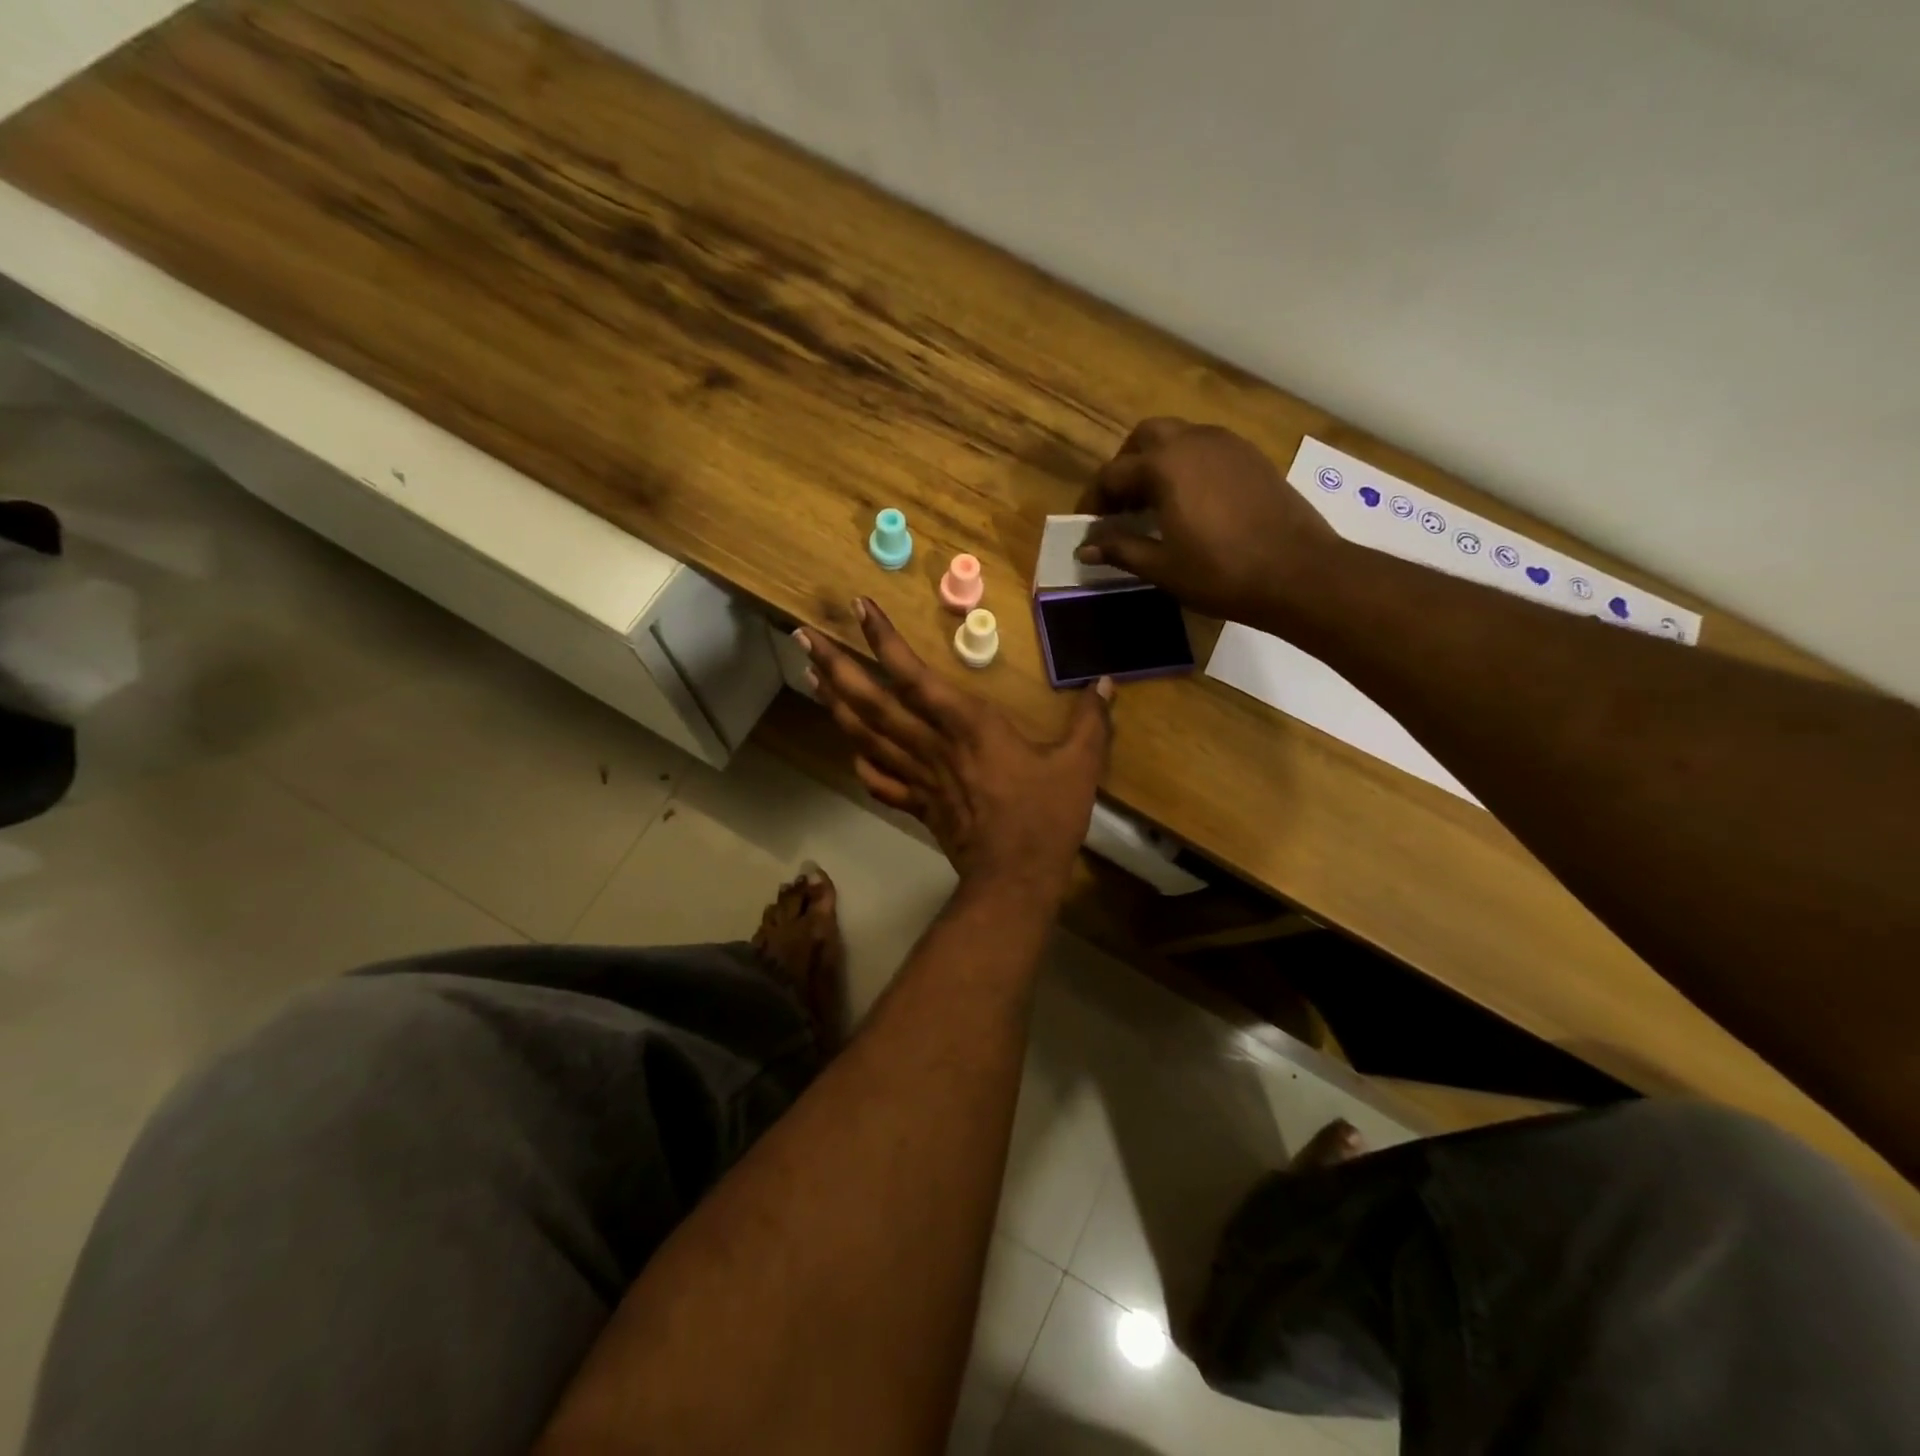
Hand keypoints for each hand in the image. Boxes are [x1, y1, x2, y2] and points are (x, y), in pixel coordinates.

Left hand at [797, 599, 1112, 903]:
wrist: (1015, 878)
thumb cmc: (1045, 816)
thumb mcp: (1080, 764)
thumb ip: (1091, 720)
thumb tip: (1106, 682)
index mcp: (967, 725)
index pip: (915, 674)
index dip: (884, 639)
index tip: (857, 608)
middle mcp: (932, 744)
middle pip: (872, 702)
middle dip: (835, 666)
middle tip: (802, 637)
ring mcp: (919, 776)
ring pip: (866, 735)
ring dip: (835, 703)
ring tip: (810, 675)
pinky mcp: (917, 804)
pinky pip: (880, 779)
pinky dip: (862, 760)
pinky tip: (850, 747)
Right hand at [1074, 418, 1340, 626]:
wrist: (1298, 572)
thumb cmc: (1221, 573)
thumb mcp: (1162, 567)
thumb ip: (1120, 549)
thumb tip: (1085, 548)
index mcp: (1165, 465)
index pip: (1113, 474)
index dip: (1095, 500)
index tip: (1088, 526)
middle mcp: (1193, 441)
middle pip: (1145, 437)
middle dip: (1125, 466)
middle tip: (1120, 504)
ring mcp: (1227, 444)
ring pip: (1179, 437)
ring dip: (1157, 462)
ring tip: (1153, 503)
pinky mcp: (1251, 457)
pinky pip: (1206, 448)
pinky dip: (1187, 465)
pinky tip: (1190, 501)